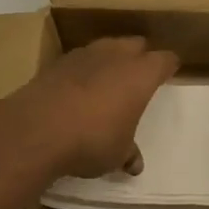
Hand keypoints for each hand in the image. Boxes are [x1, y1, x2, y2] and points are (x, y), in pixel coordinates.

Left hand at [0, 36, 178, 179]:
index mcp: (141, 73)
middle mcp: (117, 54)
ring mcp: (86, 53)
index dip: (169, 66)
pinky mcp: (59, 60)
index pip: (165, 59)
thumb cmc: (92, 139)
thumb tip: (135, 164)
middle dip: (140, 56)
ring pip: (107, 46)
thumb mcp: (116, 154)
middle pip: (136, 44)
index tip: (169, 72)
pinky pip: (81, 58)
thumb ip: (128, 153)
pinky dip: (84, 69)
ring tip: (108, 80)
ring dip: (111, 58)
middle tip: (139, 75)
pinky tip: (78, 88)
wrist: (38, 128)